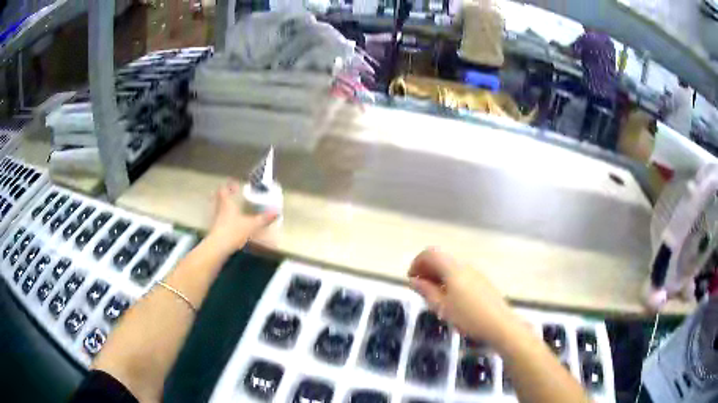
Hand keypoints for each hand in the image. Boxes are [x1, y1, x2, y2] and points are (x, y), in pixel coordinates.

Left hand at [207, 180, 277, 254]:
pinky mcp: (215, 230)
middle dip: (224, 195)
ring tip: (232, 209)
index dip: (229, 186)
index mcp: (227, 204)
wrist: (218, 247)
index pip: (224, 190)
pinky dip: (223, 218)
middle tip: (231, 195)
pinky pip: (218, 219)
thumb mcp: (251, 225)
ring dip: (223, 206)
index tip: (236, 186)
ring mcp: (215, 220)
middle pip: (217, 198)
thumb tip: (276, 213)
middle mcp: (219, 209)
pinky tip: (231, 224)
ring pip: (217, 208)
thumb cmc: (233, 231)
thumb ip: (263, 219)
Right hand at [408, 248, 517, 346]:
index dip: (417, 262)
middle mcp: (464, 266)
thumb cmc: (468, 317)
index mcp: (453, 269)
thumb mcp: (442, 307)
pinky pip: (461, 274)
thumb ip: (426, 291)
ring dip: (438, 275)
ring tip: (432, 295)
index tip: (411, 278)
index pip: (430, 254)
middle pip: (441, 259)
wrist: (500, 324)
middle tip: (419, 288)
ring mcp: (475, 273)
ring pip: (451, 267)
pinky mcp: (482, 282)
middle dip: (427, 269)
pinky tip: (449, 298)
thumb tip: (413, 280)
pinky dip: (449, 280)